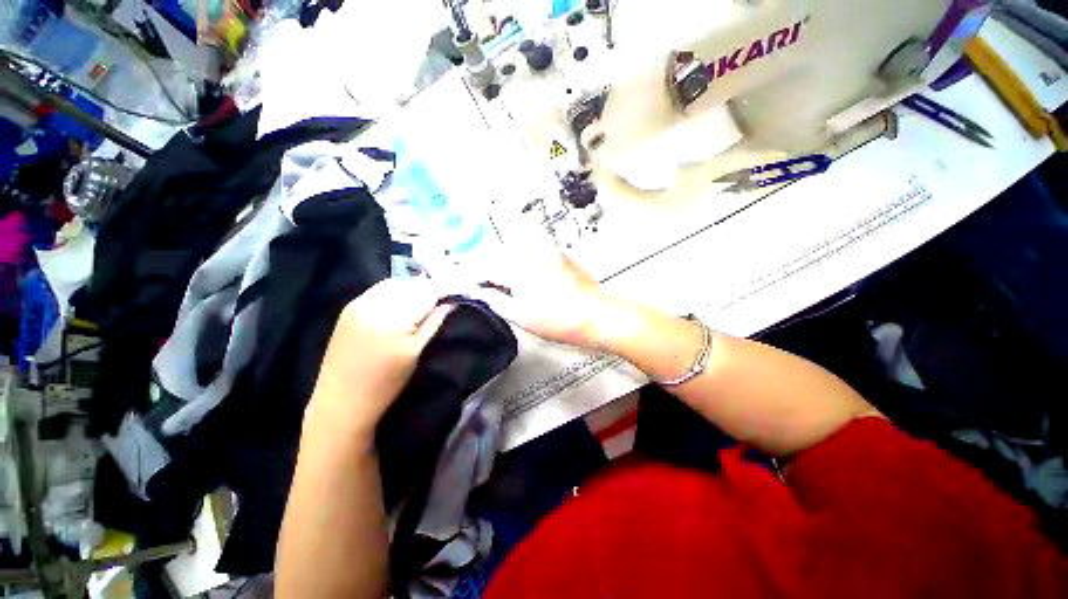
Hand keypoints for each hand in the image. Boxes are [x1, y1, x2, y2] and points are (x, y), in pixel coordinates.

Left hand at [306, 278, 450, 440]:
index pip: (427, 292)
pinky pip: (379, 290)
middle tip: (443, 297)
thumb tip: (450, 303)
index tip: (458, 290)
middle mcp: (375, 304)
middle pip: (411, 284)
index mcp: (395, 318)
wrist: (343, 399)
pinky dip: (395, 291)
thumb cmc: (387, 381)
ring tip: (424, 301)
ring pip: (395, 283)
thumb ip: (433, 322)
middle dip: (429, 288)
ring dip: (412, 288)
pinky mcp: (349, 308)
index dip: (445, 288)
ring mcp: (359, 304)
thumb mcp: (416, 351)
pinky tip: (402, 303)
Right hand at [476, 221, 619, 349]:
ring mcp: (545, 248)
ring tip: (502, 281)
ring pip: (513, 248)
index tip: (468, 285)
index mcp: (518, 268)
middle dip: (487, 267)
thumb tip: (480, 292)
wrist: (598, 314)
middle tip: (484, 285)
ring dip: (503, 261)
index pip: (485, 266)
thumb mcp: (522, 317)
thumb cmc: (559, 320)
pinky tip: (523, 273)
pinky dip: (519, 256)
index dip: (473, 276)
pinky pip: (529, 247)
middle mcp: (529, 251)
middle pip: (497, 253)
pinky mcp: (556, 251)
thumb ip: (496, 301)